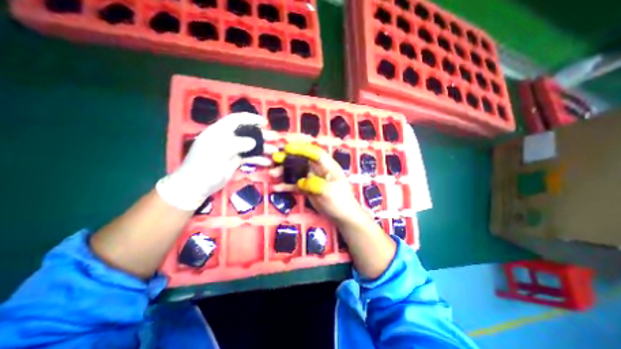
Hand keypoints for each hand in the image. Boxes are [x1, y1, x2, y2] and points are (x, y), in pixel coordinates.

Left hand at [157, 111, 268, 208]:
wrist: (196, 186)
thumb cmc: (204, 166)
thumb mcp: (219, 152)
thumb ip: (237, 144)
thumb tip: (253, 141)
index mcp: (220, 131)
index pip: (237, 119)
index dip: (251, 119)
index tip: (265, 122)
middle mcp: (227, 139)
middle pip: (247, 133)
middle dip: (262, 135)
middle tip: (275, 138)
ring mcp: (232, 150)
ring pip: (251, 146)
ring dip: (263, 148)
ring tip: (275, 151)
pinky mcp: (235, 161)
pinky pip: (249, 158)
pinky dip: (258, 159)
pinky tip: (267, 162)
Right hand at [271, 143, 364, 225]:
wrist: (343, 217)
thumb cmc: (340, 202)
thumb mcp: (328, 192)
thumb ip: (314, 184)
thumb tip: (300, 182)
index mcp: (328, 166)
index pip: (314, 153)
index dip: (301, 148)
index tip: (287, 147)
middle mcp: (319, 170)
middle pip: (302, 160)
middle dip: (289, 158)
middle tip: (275, 159)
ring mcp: (312, 179)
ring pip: (296, 172)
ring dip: (285, 172)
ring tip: (273, 174)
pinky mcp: (308, 189)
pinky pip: (295, 185)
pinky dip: (287, 185)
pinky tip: (277, 188)